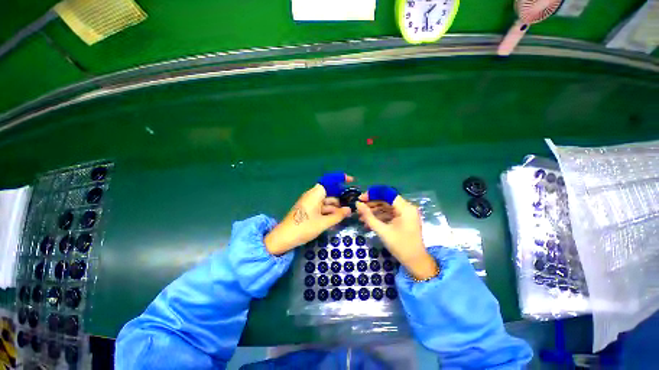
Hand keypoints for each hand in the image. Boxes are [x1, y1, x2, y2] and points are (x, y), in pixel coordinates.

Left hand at [265, 173, 352, 254]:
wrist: (284, 238)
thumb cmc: (304, 227)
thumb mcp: (323, 223)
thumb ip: (338, 216)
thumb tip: (349, 210)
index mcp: (316, 194)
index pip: (330, 181)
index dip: (341, 178)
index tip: (351, 180)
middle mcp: (313, 195)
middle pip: (329, 193)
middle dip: (341, 198)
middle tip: (352, 205)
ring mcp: (310, 203)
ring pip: (326, 201)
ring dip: (335, 207)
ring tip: (347, 215)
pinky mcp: (308, 210)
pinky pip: (321, 207)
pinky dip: (328, 212)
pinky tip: (336, 219)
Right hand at [356, 186, 438, 279]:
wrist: (416, 262)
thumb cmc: (400, 246)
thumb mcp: (382, 231)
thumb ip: (369, 216)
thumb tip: (358, 204)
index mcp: (405, 208)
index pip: (387, 193)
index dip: (372, 194)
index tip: (360, 199)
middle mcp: (407, 207)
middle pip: (386, 200)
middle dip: (371, 204)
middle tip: (358, 209)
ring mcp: (405, 214)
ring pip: (386, 207)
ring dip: (373, 211)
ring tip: (361, 217)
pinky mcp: (403, 220)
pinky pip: (389, 214)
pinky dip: (379, 217)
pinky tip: (368, 222)